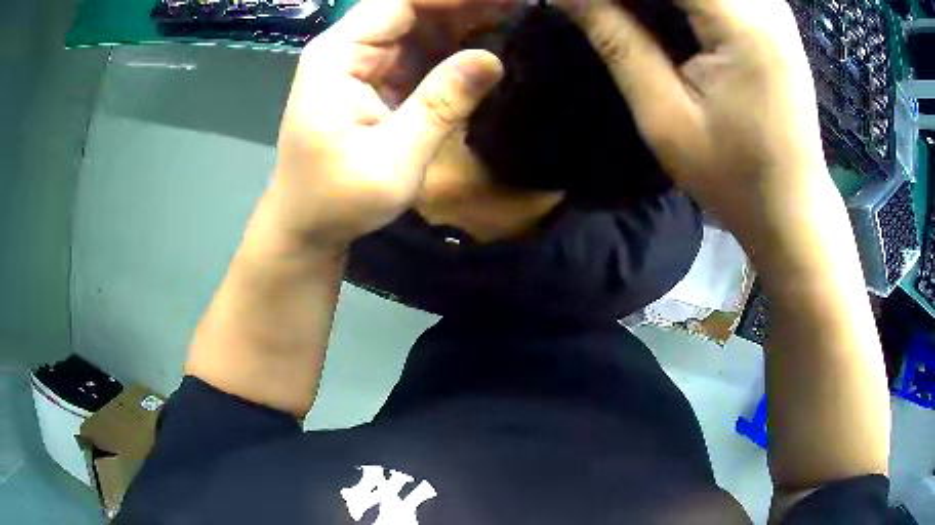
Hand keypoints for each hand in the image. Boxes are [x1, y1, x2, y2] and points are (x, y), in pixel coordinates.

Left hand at [265, 0, 508, 253]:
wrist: (306, 225)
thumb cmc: (337, 199)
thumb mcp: (392, 159)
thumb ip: (441, 105)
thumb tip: (492, 59)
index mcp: (338, 55)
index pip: (401, 1)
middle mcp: (347, 47)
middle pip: (411, 7)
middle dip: (465, 5)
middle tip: (520, 6)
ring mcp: (362, 61)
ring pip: (419, 24)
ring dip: (466, 19)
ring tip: (514, 15)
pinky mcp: (375, 78)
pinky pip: (419, 49)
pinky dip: (454, 44)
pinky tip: (489, 39)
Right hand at [556, 0, 830, 249]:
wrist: (792, 206)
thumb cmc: (734, 177)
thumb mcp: (665, 116)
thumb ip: (615, 39)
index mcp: (741, 24)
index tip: (582, 7)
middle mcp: (763, 2)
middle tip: (603, 17)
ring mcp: (771, 5)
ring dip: (654, 2)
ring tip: (628, 23)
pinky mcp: (771, 15)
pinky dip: (681, 3)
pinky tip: (663, 20)